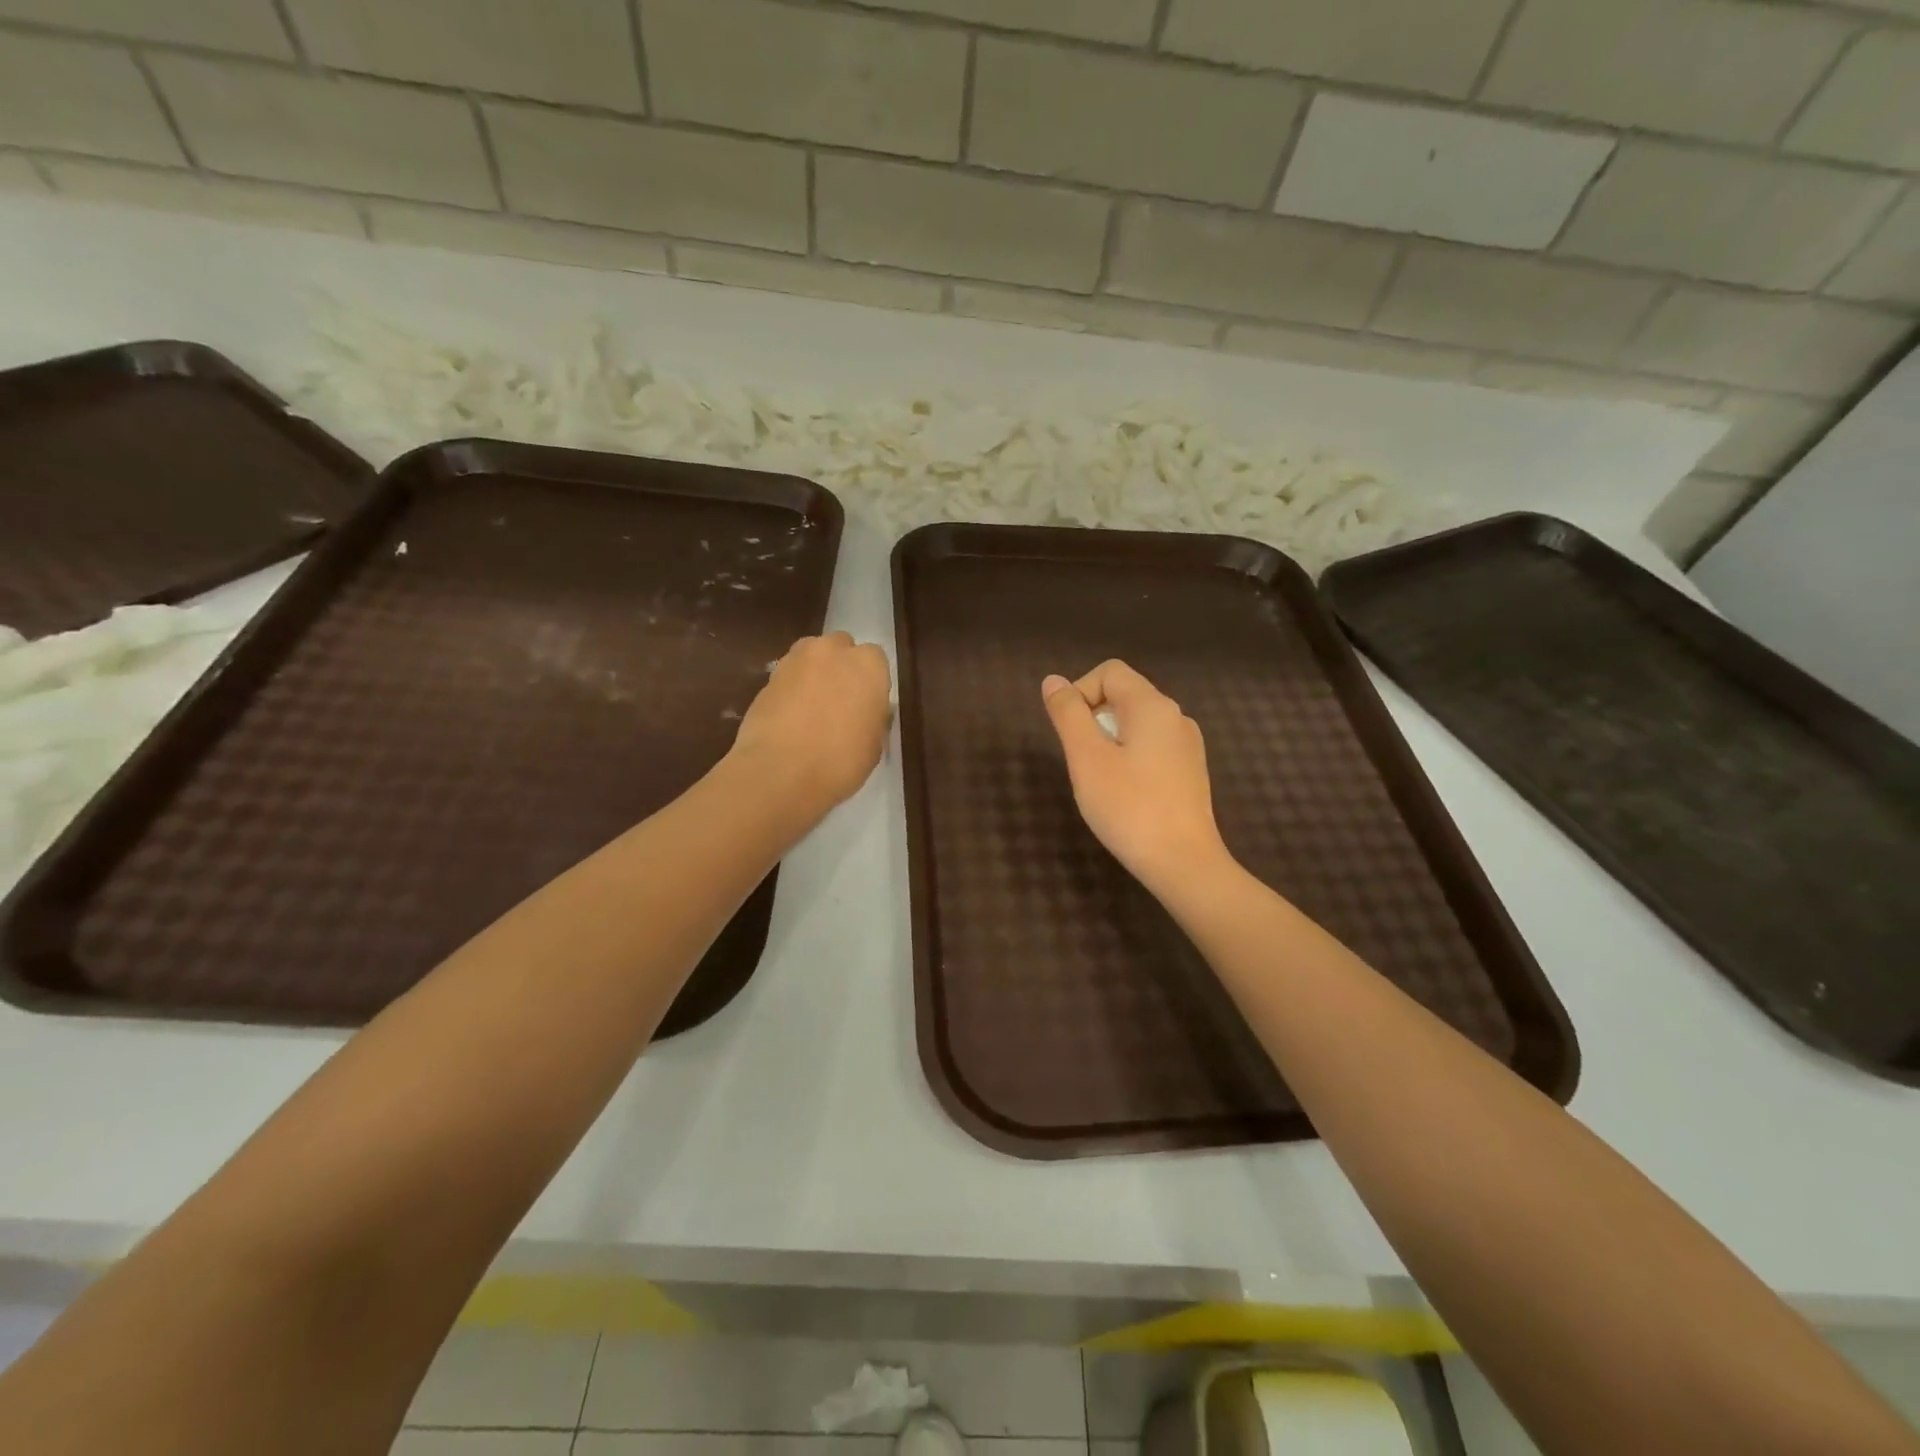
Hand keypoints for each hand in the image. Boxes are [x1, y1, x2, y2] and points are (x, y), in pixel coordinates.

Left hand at [731, 631, 892, 812]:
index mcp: (868, 664)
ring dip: (814, 675)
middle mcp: (832, 651)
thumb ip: (873, 716)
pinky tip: (791, 719)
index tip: (867, 704)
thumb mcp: (874, 743)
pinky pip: (787, 678)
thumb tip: (865, 711)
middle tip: (840, 702)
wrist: (781, 772)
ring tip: (812, 710)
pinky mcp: (767, 677)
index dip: (870, 681)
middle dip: (841, 668)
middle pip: (840, 649)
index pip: (875, 659)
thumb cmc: (841, 761)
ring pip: (810, 659)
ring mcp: (795, 660)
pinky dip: (791, 691)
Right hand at [1042, 661, 1232, 897]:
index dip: (1080, 691)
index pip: (1109, 672)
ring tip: (1099, 779)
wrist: (1183, 863)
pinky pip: (1152, 746)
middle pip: (1125, 694)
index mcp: (1153, 706)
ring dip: (1109, 739)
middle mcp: (1176, 716)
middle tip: (1080, 760)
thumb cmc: (1129, 807)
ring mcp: (1187, 745)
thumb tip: (1053, 681)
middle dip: (1093, 717)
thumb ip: (1068, 714)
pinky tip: (1124, 793)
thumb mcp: (1087, 758)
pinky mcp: (1190, 772)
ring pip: (1137, 723)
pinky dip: (1129, 756)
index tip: (1068, 731)